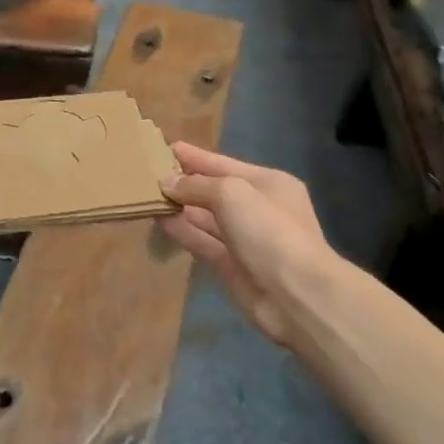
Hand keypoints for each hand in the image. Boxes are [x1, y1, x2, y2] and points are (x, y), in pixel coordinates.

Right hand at [159, 143, 330, 347]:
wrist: (296, 295)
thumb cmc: (269, 231)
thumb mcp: (233, 194)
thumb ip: (197, 185)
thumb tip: (167, 183)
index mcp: (269, 184)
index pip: (224, 165)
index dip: (195, 157)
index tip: (166, 148)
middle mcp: (258, 209)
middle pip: (215, 191)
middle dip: (185, 183)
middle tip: (148, 174)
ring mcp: (245, 240)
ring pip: (206, 218)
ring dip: (180, 207)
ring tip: (147, 196)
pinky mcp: (232, 266)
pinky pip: (203, 242)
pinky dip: (183, 231)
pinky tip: (159, 221)